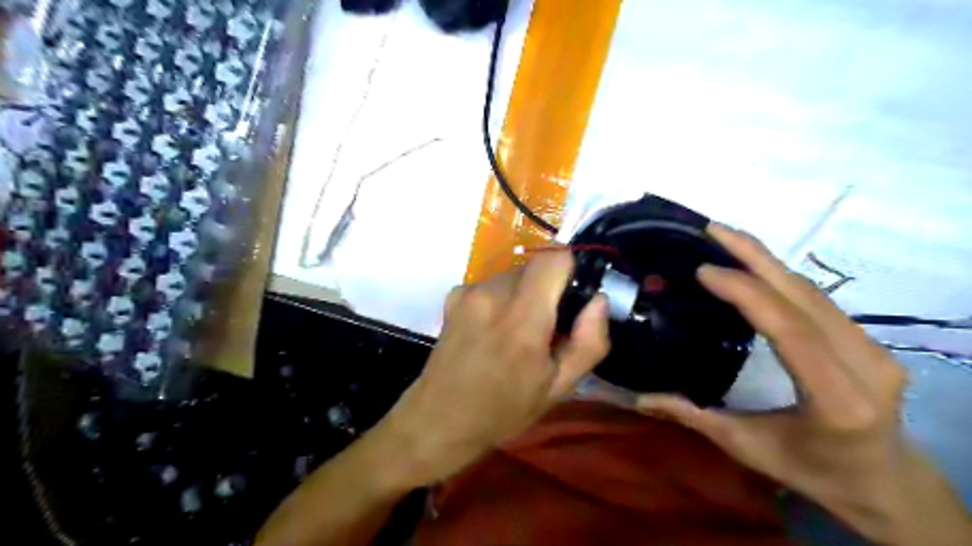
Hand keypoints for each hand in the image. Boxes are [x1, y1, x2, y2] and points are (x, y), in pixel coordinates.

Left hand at [384, 251, 608, 486]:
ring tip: (515, 334)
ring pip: (513, 276)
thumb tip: (598, 300)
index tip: (571, 299)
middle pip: (534, 267)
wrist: (440, 420)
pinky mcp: (453, 296)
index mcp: (523, 317)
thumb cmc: (504, 410)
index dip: (569, 272)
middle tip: (545, 328)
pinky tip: (490, 331)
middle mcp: (493, 293)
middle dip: (547, 290)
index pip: (555, 258)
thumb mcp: (559, 387)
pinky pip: (490, 285)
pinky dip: (499, 300)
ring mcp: (469, 292)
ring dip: (523, 296)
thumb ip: (589, 341)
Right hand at [638, 221, 971, 545]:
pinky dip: (781, 275)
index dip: (745, 291)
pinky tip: (753, 267)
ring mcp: (874, 348)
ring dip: (766, 260)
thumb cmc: (815, 471)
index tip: (703, 269)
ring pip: (813, 290)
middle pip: (805, 295)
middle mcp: (865, 364)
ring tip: (724, 240)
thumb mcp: (747, 447)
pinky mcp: (870, 340)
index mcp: (836, 398)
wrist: (885, 483)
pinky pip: (819, 298)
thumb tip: (636, 396)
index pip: (789, 329)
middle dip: (754, 255)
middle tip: (710, 230)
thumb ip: (692, 416)